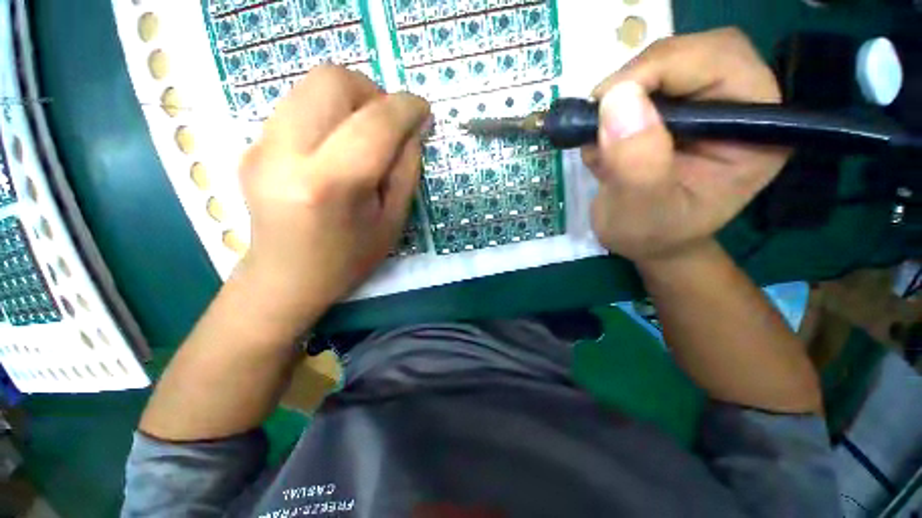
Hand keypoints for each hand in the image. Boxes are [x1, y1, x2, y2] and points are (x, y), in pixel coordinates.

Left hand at [237, 66, 429, 319]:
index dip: (405, 107)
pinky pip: (297, 105)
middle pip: (331, 79)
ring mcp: (260, 146)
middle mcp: (285, 154)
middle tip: (388, 124)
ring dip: (350, 100)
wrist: (287, 278)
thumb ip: (406, 170)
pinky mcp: (252, 145)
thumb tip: (414, 127)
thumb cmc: (349, 259)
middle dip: (371, 92)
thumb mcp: (392, 221)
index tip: (423, 109)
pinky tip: (336, 147)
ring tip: (364, 135)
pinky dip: (328, 114)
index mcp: (331, 185)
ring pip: (311, 85)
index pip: (374, 123)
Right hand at [583, 28, 789, 263]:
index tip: (606, 103)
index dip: (661, 68)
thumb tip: (617, 101)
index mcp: (756, 129)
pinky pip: (639, 86)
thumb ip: (637, 164)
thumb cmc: (653, 235)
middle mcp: (738, 105)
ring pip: (660, 64)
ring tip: (601, 146)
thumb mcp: (643, 211)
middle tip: (598, 118)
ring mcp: (705, 103)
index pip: (720, 61)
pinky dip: (610, 110)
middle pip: (691, 51)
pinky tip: (604, 147)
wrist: (649, 241)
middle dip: (636, 79)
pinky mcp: (675, 109)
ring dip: (618, 99)